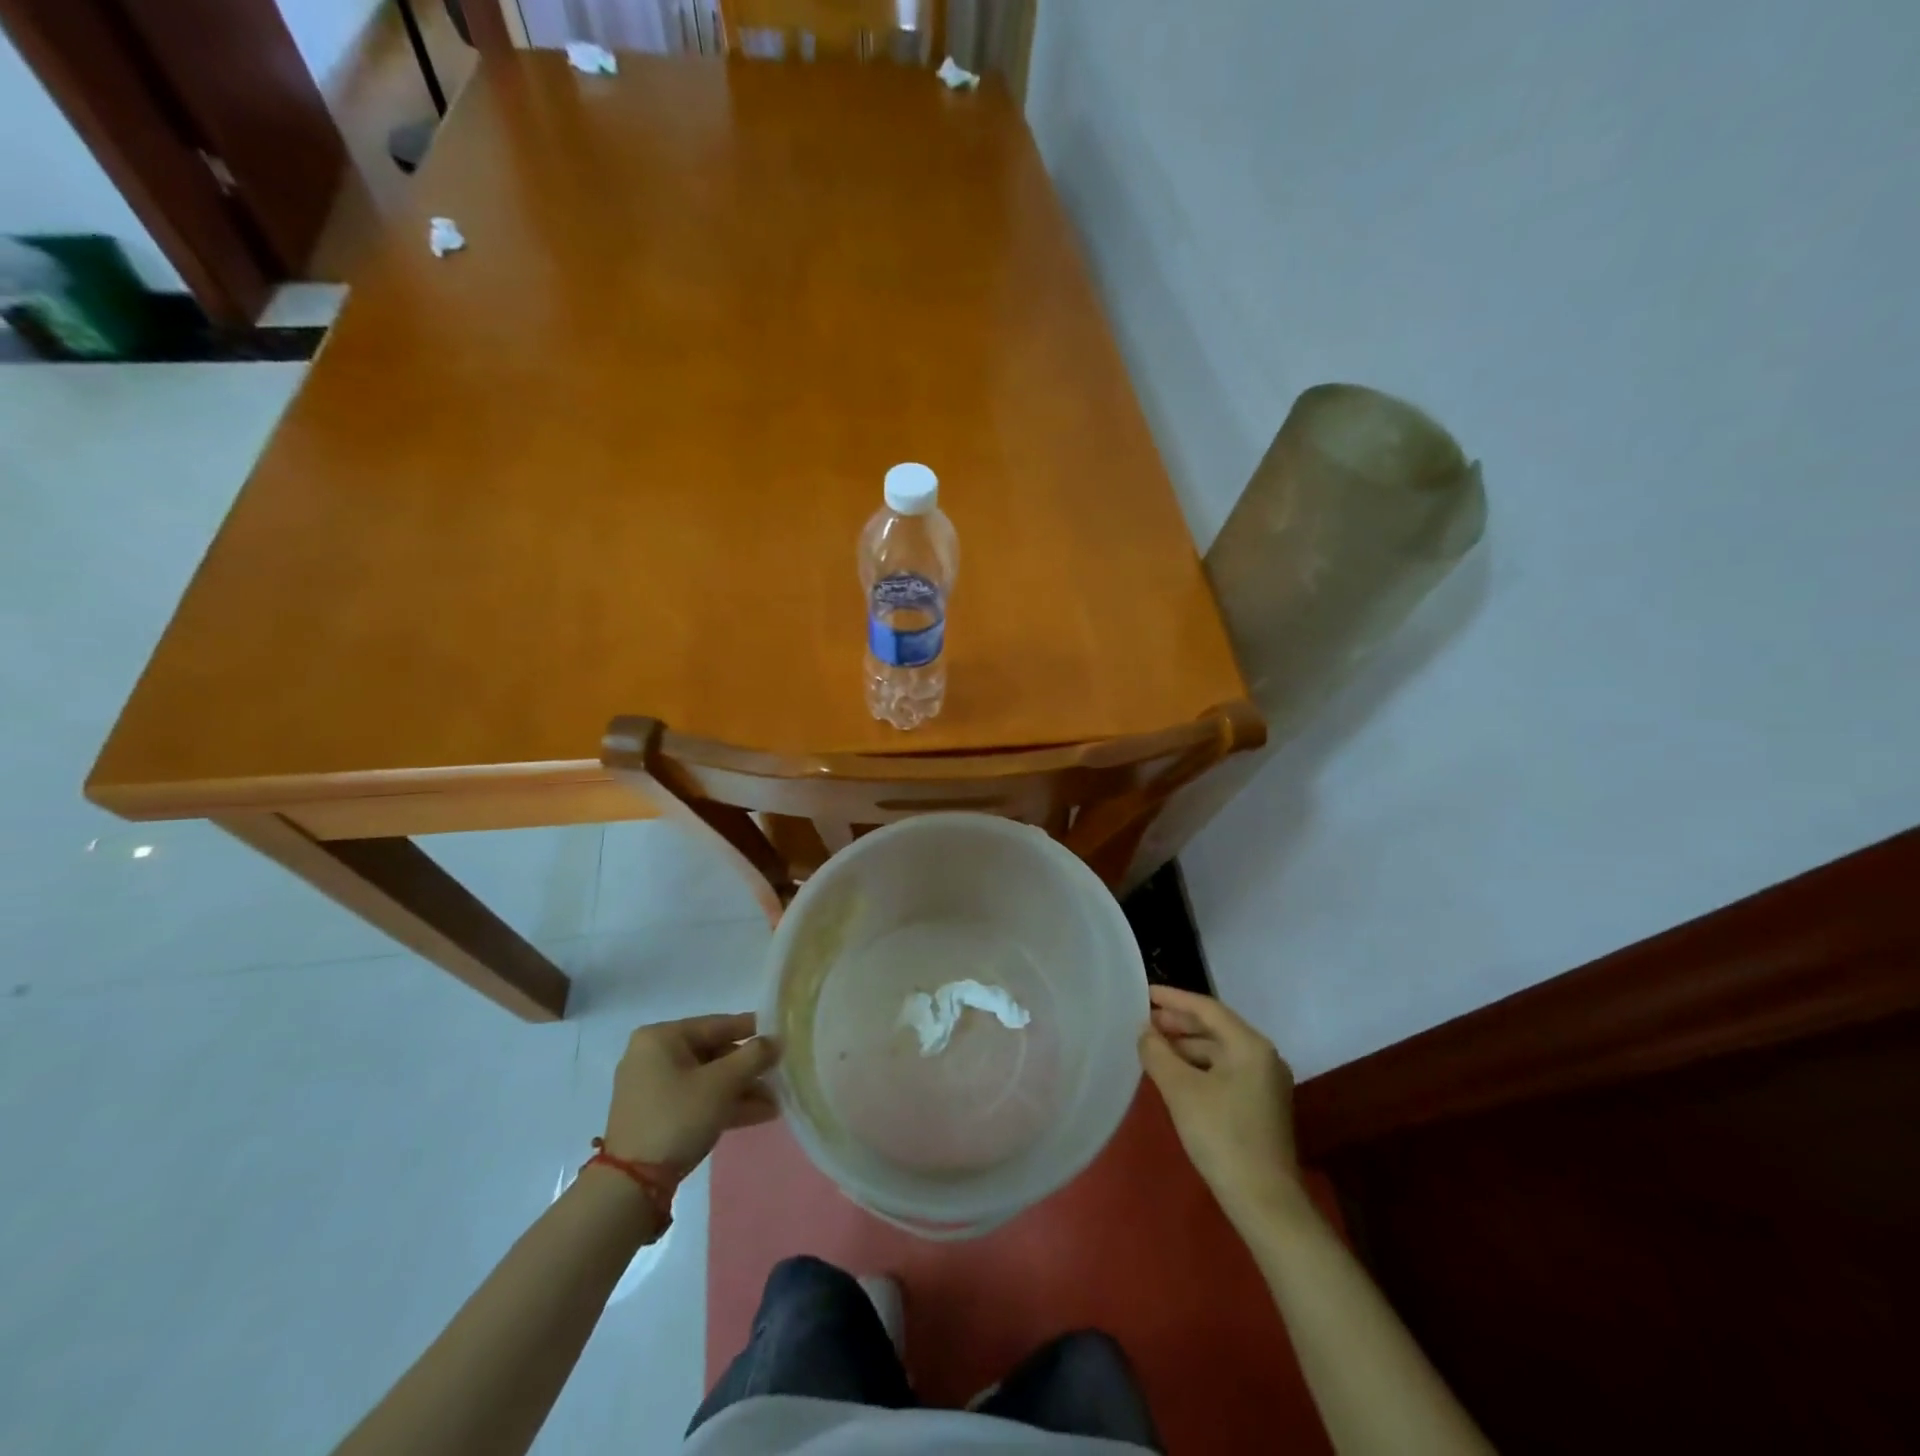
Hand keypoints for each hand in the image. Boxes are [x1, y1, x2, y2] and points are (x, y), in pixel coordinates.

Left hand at [602, 1014, 780, 1172]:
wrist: (632, 1184)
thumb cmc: (677, 1116)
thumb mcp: (721, 1084)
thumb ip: (753, 1056)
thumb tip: (777, 1040)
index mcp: (662, 1037)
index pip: (717, 1024)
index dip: (753, 1030)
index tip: (782, 1036)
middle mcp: (654, 1055)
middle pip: (714, 1053)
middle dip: (749, 1070)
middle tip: (780, 1076)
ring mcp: (654, 1087)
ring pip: (709, 1080)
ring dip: (743, 1090)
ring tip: (777, 1101)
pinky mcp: (658, 1115)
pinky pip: (698, 1099)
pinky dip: (725, 1105)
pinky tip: (761, 1114)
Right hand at [1139, 985, 1301, 1222]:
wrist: (1264, 1202)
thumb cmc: (1221, 1136)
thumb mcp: (1181, 1090)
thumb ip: (1158, 1053)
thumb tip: (1145, 1031)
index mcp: (1250, 1045)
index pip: (1206, 1008)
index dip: (1173, 998)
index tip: (1144, 993)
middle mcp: (1262, 1056)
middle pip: (1214, 1028)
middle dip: (1178, 1022)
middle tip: (1144, 1021)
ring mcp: (1264, 1082)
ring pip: (1218, 1051)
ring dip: (1186, 1046)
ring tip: (1153, 1046)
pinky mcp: (1259, 1105)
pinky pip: (1224, 1071)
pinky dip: (1197, 1066)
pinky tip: (1174, 1073)